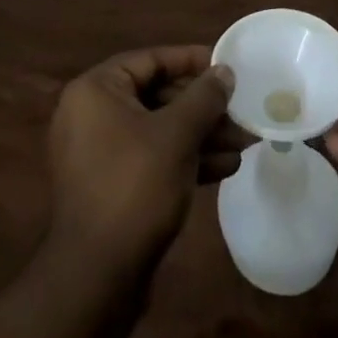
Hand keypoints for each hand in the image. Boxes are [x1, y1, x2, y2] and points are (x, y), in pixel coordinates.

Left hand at [46, 46, 243, 272]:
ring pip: (160, 130)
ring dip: (202, 135)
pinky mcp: (113, 186)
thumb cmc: (135, 187)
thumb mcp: (177, 135)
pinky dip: (186, 159)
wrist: (97, 276)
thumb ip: (204, 97)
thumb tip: (224, 71)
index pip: (150, 60)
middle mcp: (92, 115)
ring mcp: (101, 153)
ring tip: (245, 142)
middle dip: (204, 107)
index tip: (227, 66)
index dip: (191, 60)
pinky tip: (226, 167)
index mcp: (96, 91)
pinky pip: (153, 159)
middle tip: (242, 111)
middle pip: (158, 96)